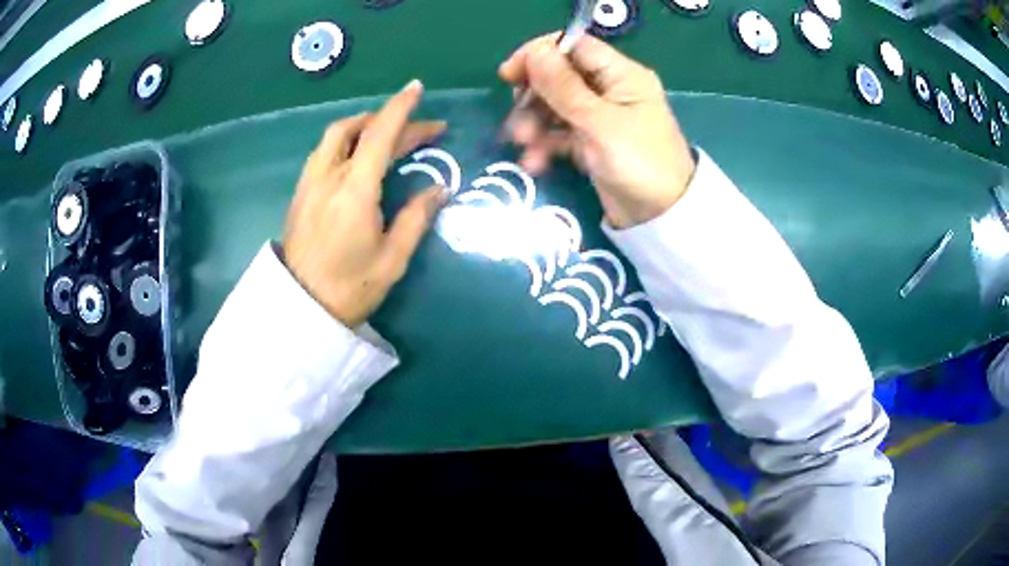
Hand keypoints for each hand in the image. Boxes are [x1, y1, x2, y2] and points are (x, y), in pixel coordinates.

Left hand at [283, 80, 447, 326]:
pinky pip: (323, 152)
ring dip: (363, 126)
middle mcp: (329, 176)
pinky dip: (346, 141)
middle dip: (390, 120)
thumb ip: (417, 217)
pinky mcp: (300, 193)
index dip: (401, 108)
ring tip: (388, 135)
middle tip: (420, 132)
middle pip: (357, 128)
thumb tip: (439, 188)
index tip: (417, 88)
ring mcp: (310, 182)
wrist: (300, 309)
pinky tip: (357, 157)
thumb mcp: (393, 258)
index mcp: (355, 189)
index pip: (381, 134)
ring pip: (335, 136)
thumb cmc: (350, 288)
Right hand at [499, 33, 695, 228]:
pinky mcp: (591, 141)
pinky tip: (533, 162)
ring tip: (523, 147)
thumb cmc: (639, 163)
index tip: (510, 74)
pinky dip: (545, 144)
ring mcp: (600, 116)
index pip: (575, 46)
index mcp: (621, 75)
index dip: (540, 55)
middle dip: (534, 97)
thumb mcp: (599, 123)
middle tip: (517, 120)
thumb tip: (535, 51)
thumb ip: (564, 87)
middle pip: (560, 77)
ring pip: (555, 106)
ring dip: (534, 124)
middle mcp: (610, 89)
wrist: (660, 218)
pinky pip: (560, 132)